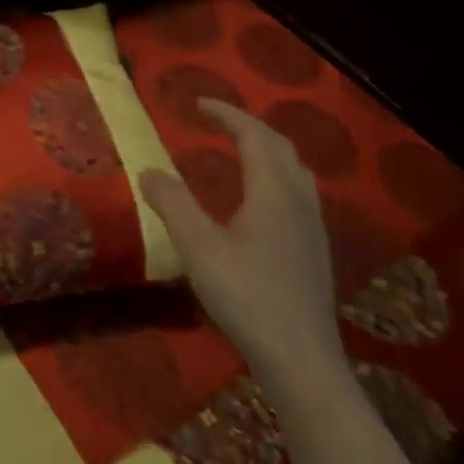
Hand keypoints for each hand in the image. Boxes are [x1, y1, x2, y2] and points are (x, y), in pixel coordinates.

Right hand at [140, 99, 346, 393]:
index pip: (253, 135)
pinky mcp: (315, 250)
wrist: (301, 359)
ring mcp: (312, 226)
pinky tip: (261, 199)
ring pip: (295, 169)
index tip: (198, 104)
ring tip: (240, 150)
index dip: (227, 114)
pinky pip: (298, 191)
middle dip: (248, 126)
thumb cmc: (246, 295)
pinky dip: (276, 174)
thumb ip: (171, 203)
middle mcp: (298, 200)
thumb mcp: (197, 247)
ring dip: (267, 149)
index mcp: (271, 191)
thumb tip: (148, 170)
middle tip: (217, 121)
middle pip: (280, 146)